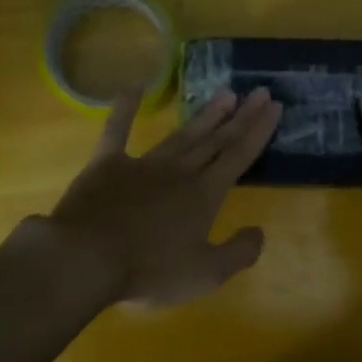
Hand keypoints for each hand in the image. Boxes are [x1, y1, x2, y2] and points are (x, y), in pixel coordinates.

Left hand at [43, 86, 281, 306]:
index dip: (259, 130)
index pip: (239, 156)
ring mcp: (142, 164)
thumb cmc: (149, 271)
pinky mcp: (107, 164)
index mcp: (204, 195)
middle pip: (216, 140)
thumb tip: (260, 231)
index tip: (275, 106)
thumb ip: (239, 253)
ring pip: (182, 134)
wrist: (86, 258)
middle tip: (259, 91)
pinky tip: (134, 87)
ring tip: (225, 94)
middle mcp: (179, 172)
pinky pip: (117, 130)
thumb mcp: (206, 274)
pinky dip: (125, 108)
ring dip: (205, 115)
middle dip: (241, 116)